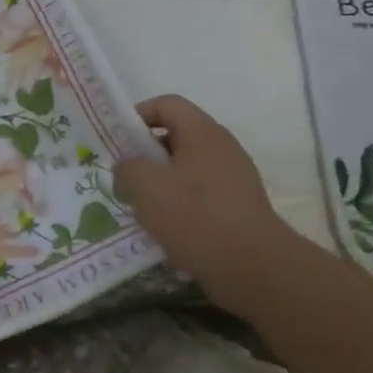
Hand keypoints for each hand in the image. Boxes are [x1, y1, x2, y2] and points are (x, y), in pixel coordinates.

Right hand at [114, 95, 293, 294]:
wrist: (254, 268)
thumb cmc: (195, 216)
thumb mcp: (145, 186)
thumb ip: (127, 167)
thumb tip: (128, 166)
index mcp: (203, 132)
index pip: (167, 104)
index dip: (138, 115)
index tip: (117, 140)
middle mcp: (222, 148)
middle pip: (177, 136)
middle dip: (146, 153)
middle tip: (124, 175)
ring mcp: (234, 178)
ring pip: (187, 168)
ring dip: (161, 181)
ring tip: (140, 204)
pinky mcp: (239, 207)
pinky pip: (200, 194)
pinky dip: (179, 204)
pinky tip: (165, 227)